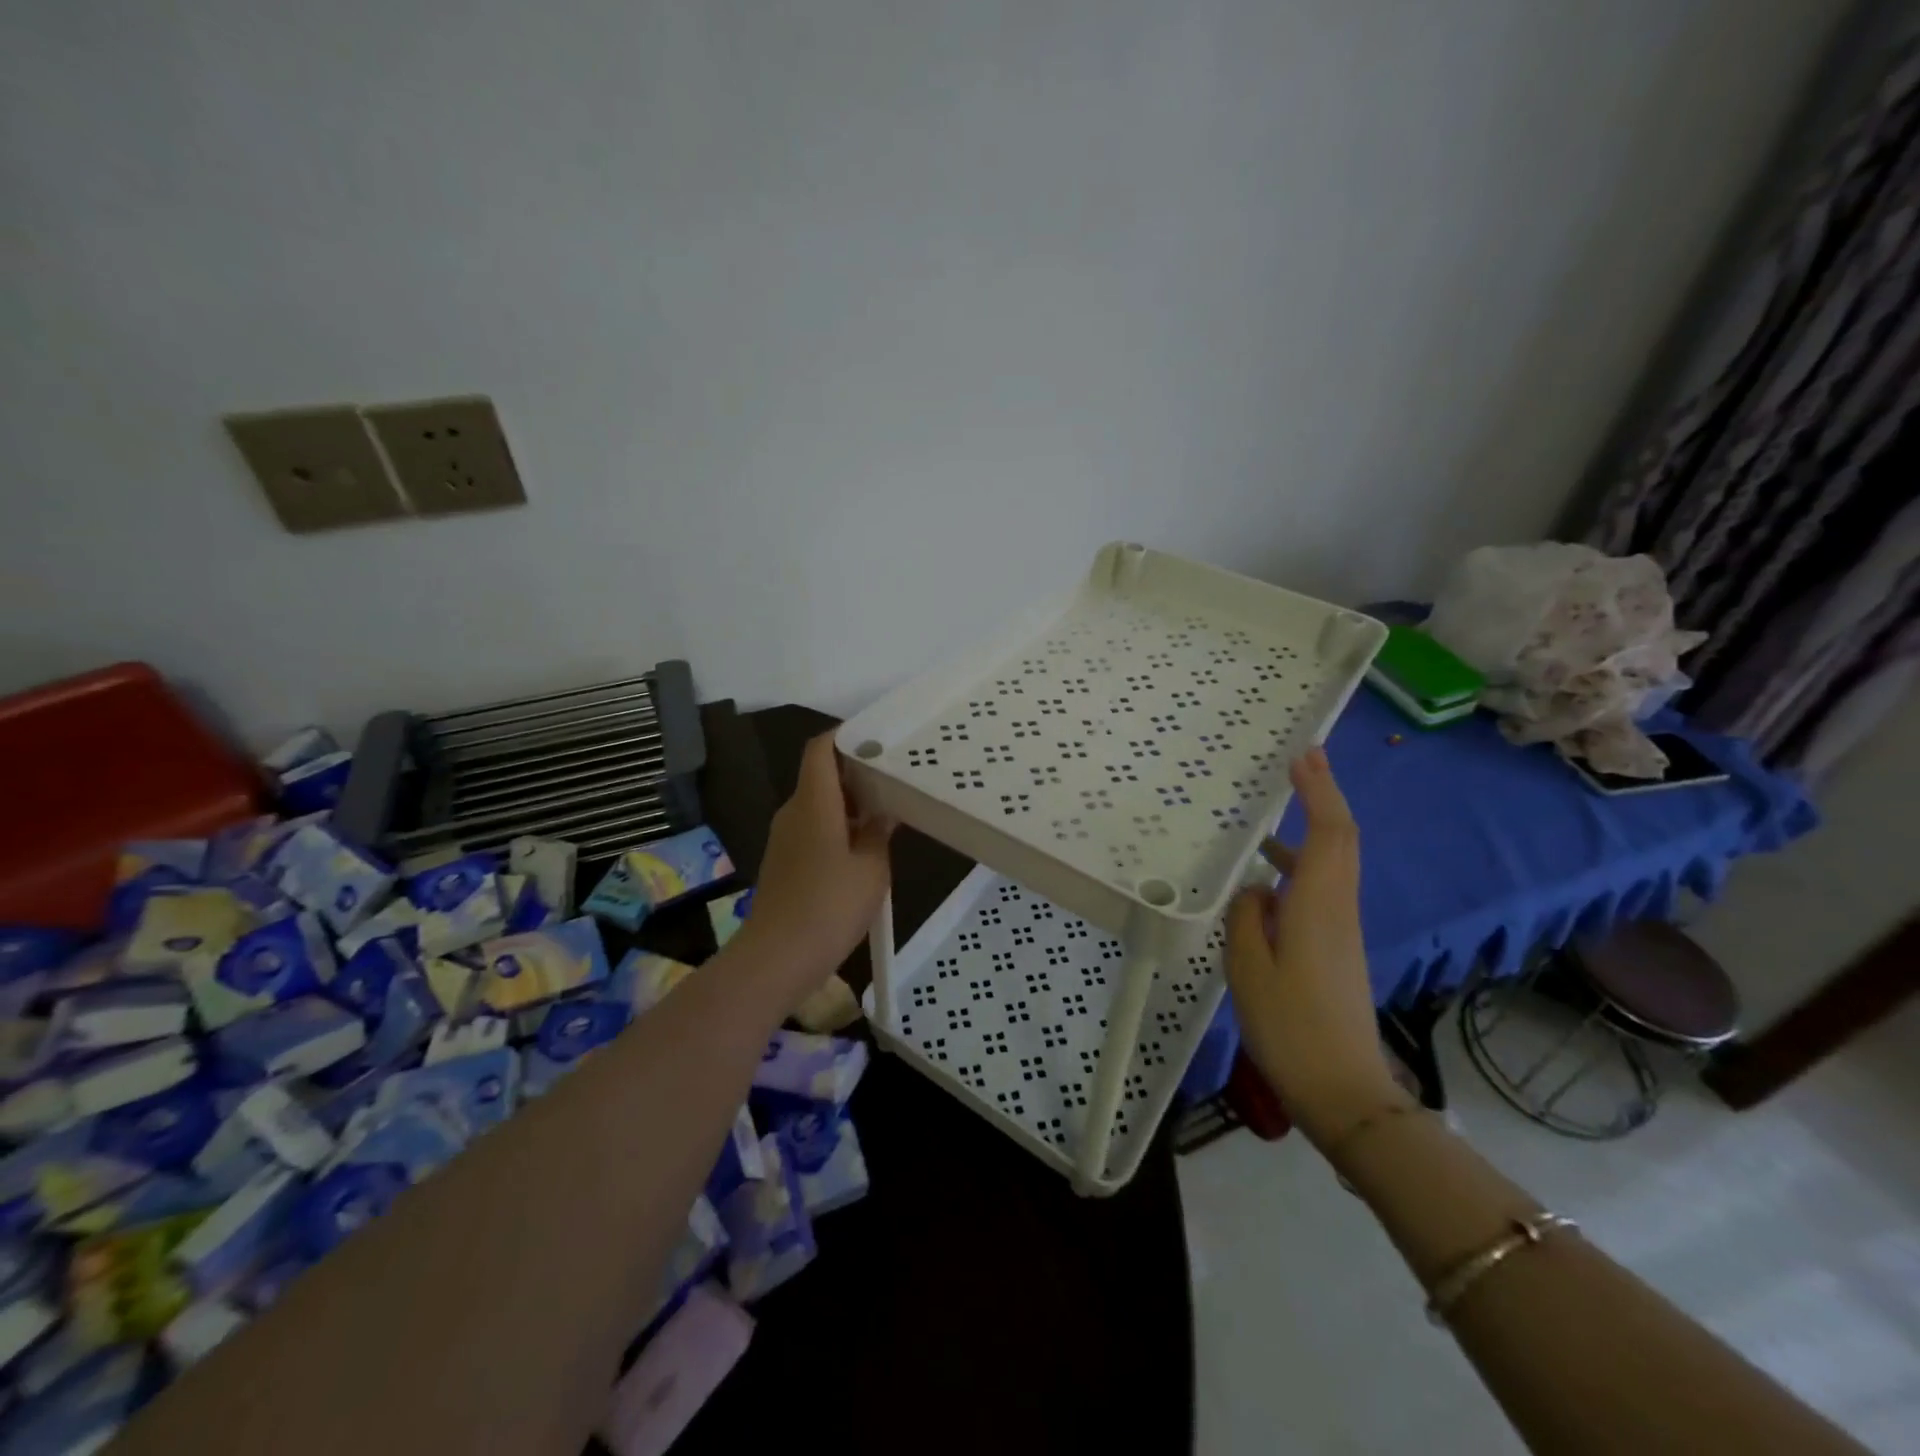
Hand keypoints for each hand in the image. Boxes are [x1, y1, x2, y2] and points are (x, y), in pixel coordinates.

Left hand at [735, 733, 893, 992]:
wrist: (777, 958)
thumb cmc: (830, 906)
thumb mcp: (872, 869)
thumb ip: (879, 834)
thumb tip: (883, 814)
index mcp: (814, 802)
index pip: (820, 749)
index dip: (844, 736)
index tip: (876, 737)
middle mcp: (794, 812)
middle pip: (821, 775)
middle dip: (856, 772)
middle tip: (893, 777)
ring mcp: (784, 837)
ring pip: (818, 804)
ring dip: (849, 804)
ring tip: (886, 812)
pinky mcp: (783, 861)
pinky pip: (812, 829)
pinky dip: (837, 828)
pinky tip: (863, 848)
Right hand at [1226, 747, 1404, 1149]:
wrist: (1343, 1091)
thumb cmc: (1290, 1025)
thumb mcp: (1248, 967)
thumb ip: (1247, 917)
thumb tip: (1256, 889)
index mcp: (1317, 905)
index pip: (1328, 832)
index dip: (1318, 791)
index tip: (1303, 756)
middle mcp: (1337, 907)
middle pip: (1341, 839)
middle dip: (1325, 796)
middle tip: (1303, 762)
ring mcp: (1340, 929)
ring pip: (1334, 862)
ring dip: (1314, 827)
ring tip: (1280, 809)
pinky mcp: (1336, 948)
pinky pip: (1322, 887)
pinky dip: (1303, 862)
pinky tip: (1270, 875)